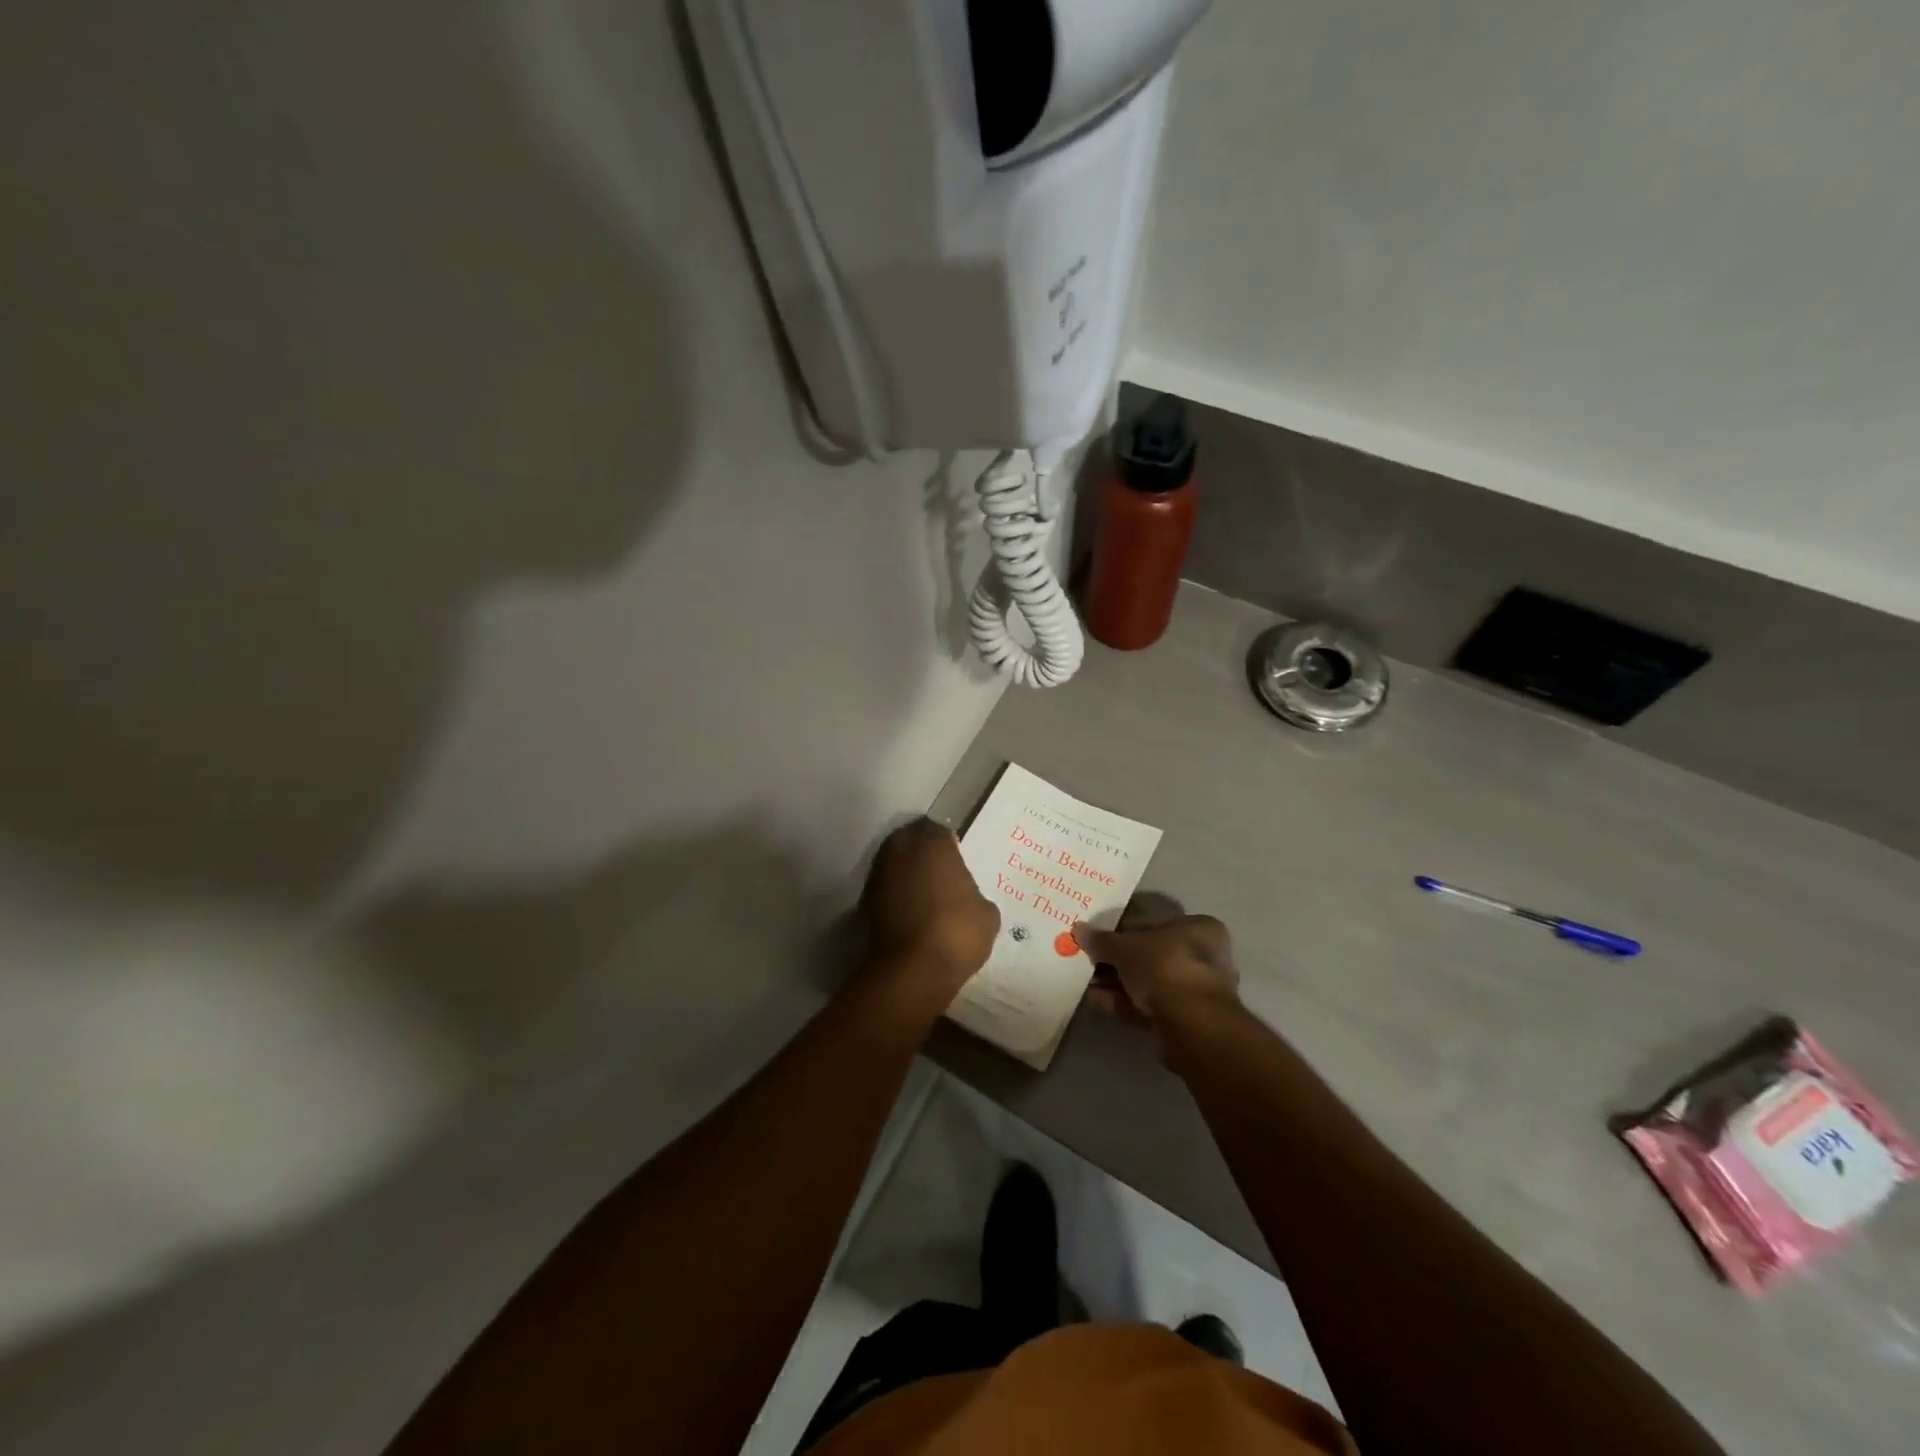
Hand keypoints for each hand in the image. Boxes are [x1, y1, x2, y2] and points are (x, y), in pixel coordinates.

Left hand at [858, 819, 999, 1007]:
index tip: (958, 859)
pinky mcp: (863, 903)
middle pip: (911, 842)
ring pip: (895, 865)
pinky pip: (885, 891)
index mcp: (932, 843)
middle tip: (940, 873)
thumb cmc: (957, 932)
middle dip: (923, 854)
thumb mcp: (986, 914)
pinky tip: (911, 914)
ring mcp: (878, 876)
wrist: (912, 971)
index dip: (948, 844)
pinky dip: (895, 897)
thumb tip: (966, 899)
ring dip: (906, 875)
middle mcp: (900, 850)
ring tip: (925, 895)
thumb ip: (975, 896)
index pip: (939, 830)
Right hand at [1075, 897, 1238, 1046]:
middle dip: (1117, 959)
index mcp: (1197, 928)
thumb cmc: (1164, 966)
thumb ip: (1102, 940)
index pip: (1155, 923)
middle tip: (1089, 960)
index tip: (1099, 936)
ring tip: (1086, 982)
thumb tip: (1079, 930)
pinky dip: (1122, 1002)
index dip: (1123, 929)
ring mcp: (1193, 991)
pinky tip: (1096, 1000)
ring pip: (1147, 982)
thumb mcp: (1125, 946)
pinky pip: (1146, 1005)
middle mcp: (1201, 957)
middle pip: (1150, 954)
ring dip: (1116, 982)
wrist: (1189, 1023)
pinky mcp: (1181, 1020)